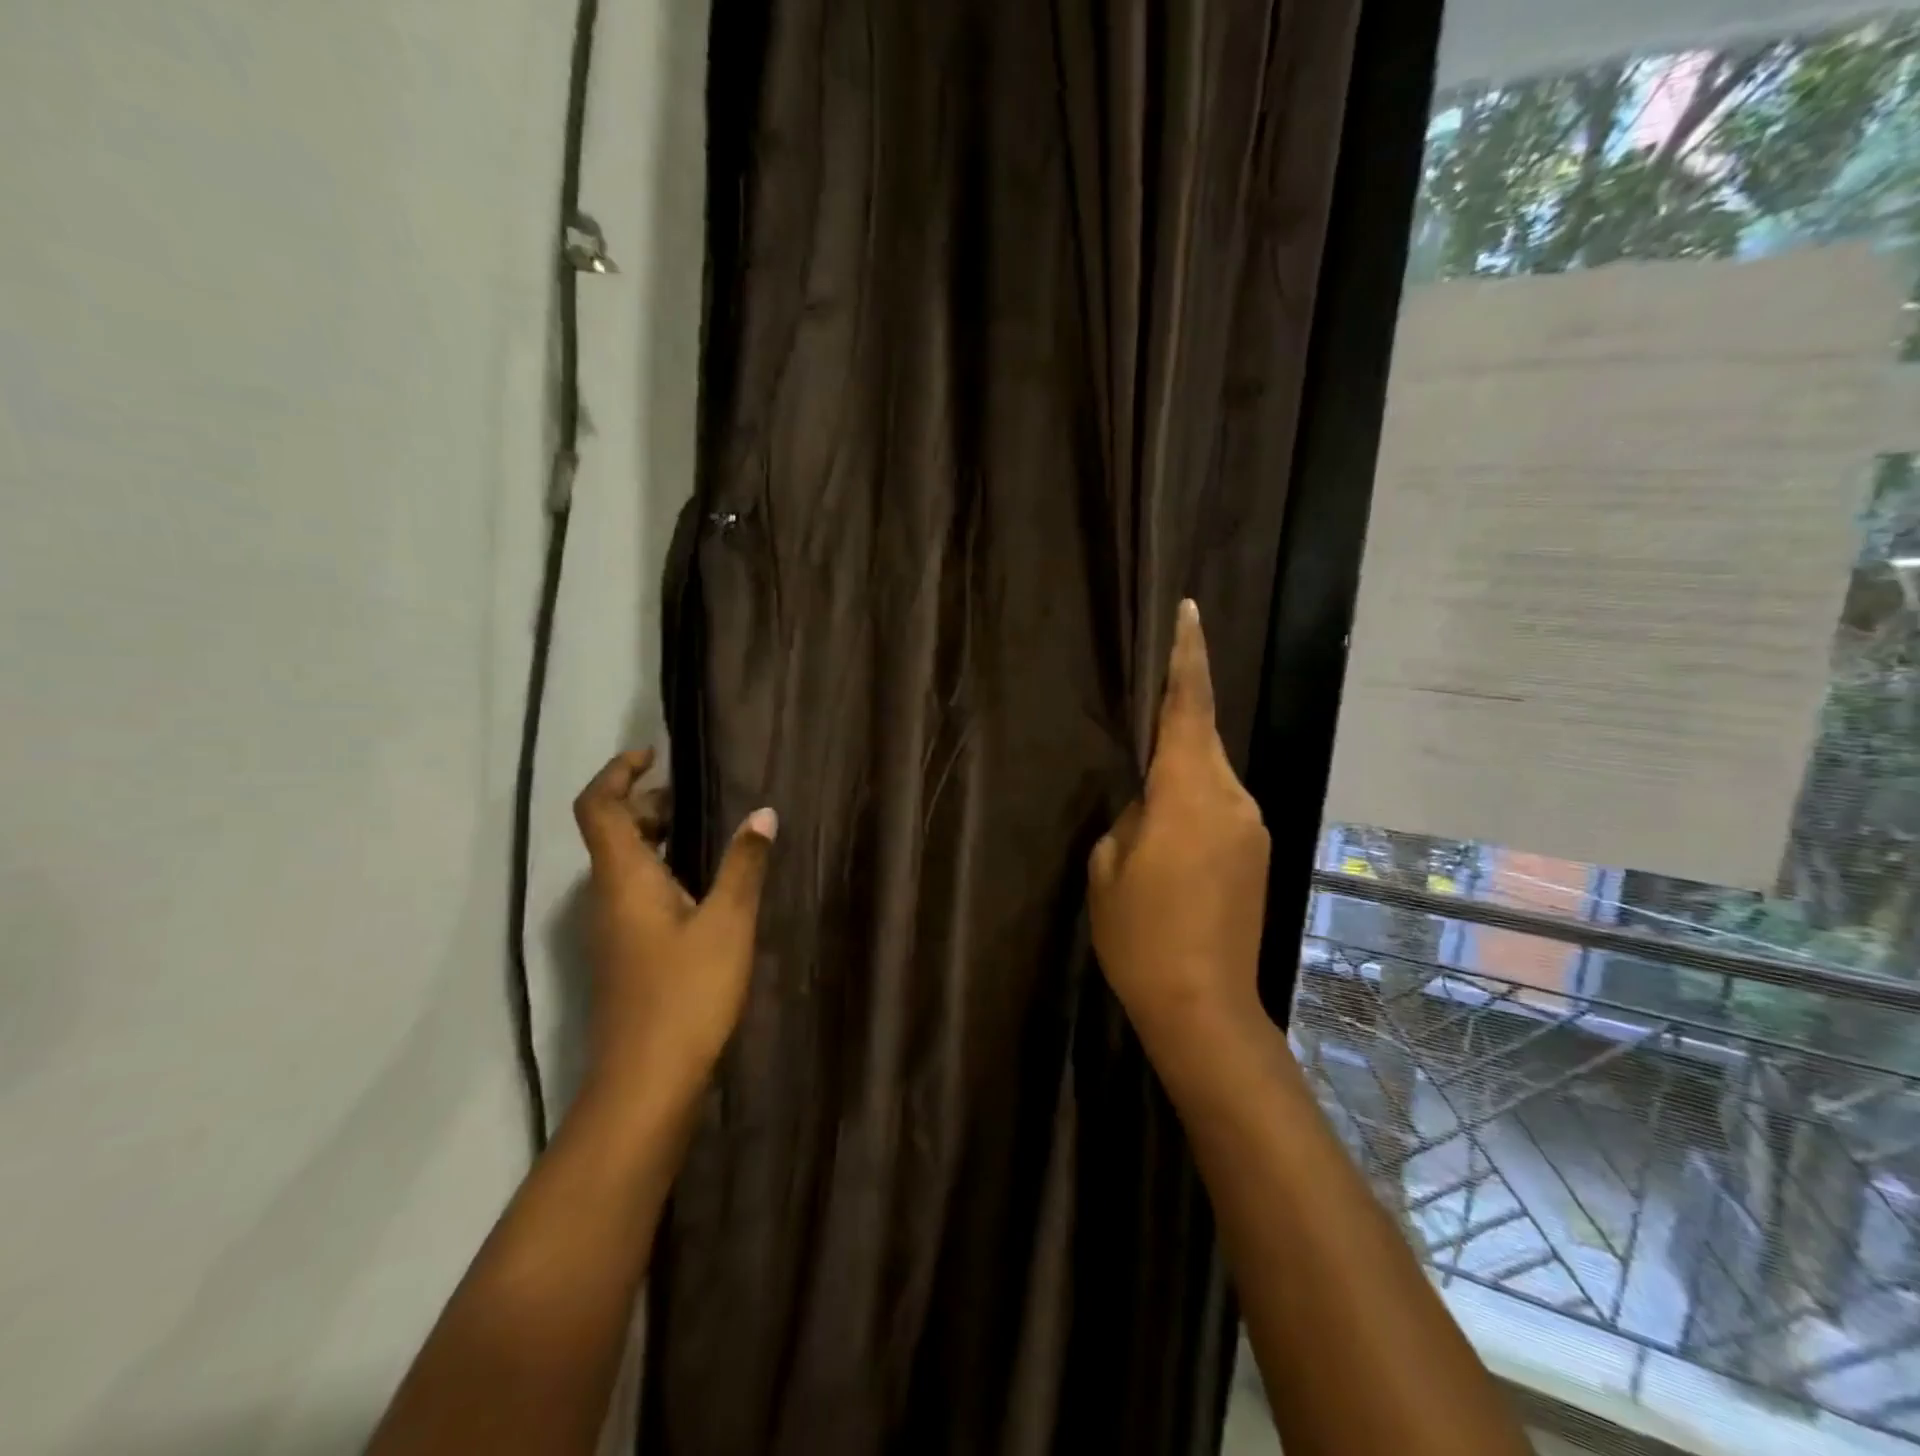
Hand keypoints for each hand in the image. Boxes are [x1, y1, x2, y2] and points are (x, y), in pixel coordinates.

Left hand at [570, 748, 776, 1114]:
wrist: (646, 1081)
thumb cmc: (686, 993)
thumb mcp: (728, 923)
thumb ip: (744, 864)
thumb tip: (763, 813)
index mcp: (624, 878)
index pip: (597, 807)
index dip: (617, 772)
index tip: (654, 754)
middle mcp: (607, 896)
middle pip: (609, 831)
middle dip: (643, 802)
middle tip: (690, 793)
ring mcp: (611, 928)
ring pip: (622, 863)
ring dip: (652, 836)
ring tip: (701, 829)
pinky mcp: (624, 953)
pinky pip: (633, 891)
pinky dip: (659, 868)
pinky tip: (699, 885)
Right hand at [1087, 601, 1270, 1081]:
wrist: (1204, 1006)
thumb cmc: (1141, 936)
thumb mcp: (1108, 869)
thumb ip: (1129, 817)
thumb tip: (1146, 801)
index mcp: (1190, 794)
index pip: (1189, 708)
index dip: (1187, 657)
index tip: (1188, 612)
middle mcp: (1233, 799)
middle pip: (1201, 739)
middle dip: (1174, 721)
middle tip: (1139, 720)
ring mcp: (1251, 827)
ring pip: (1210, 775)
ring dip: (1180, 772)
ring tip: (1145, 802)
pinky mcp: (1257, 853)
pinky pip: (1219, 806)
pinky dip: (1192, 802)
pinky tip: (1167, 835)